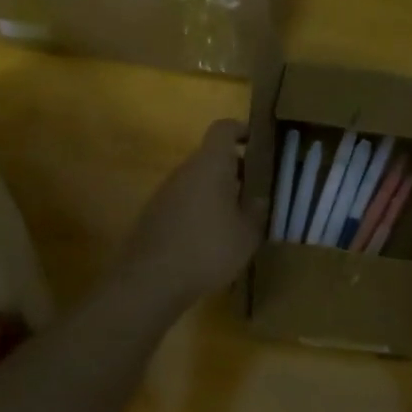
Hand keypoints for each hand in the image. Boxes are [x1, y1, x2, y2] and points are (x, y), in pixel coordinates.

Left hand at [119, 119, 265, 306]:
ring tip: (237, 219)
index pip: (224, 129)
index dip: (242, 130)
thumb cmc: (207, 248)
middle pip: (211, 157)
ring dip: (218, 192)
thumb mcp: (247, 233)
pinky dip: (200, 210)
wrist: (150, 282)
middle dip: (235, 169)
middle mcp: (185, 170)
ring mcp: (165, 192)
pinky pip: (184, 201)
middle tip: (256, 190)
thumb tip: (261, 197)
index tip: (258, 144)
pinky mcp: (154, 214)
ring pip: (198, 180)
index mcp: (210, 165)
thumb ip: (258, 209)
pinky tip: (211, 239)